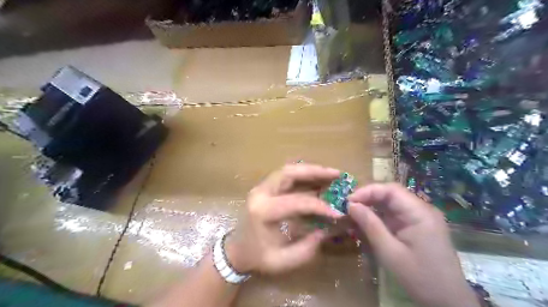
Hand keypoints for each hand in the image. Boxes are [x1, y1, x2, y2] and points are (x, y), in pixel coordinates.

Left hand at [224, 164, 340, 274]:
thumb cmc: (257, 257)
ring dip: (310, 170)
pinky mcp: (264, 187)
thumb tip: (327, 229)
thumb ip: (307, 248)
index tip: (338, 212)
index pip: (296, 201)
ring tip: (331, 174)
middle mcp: (260, 193)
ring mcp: (261, 187)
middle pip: (289, 172)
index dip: (320, 206)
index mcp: (263, 211)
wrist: (236, 250)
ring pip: (287, 170)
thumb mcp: (282, 261)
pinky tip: (317, 178)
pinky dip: (303, 174)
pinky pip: (285, 175)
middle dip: (315, 171)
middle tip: (337, 174)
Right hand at [347, 183, 480, 304]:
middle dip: (368, 198)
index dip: (368, 191)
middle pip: (391, 194)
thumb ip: (370, 225)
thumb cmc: (419, 277)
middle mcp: (422, 210)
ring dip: (372, 206)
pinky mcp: (418, 226)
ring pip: (392, 203)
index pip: (391, 190)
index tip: (349, 201)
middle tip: (349, 207)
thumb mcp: (390, 252)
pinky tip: (368, 222)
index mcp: (420, 213)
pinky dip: (380, 216)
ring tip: (354, 213)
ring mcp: (421, 217)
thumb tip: (351, 205)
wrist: (448, 301)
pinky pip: (395, 214)